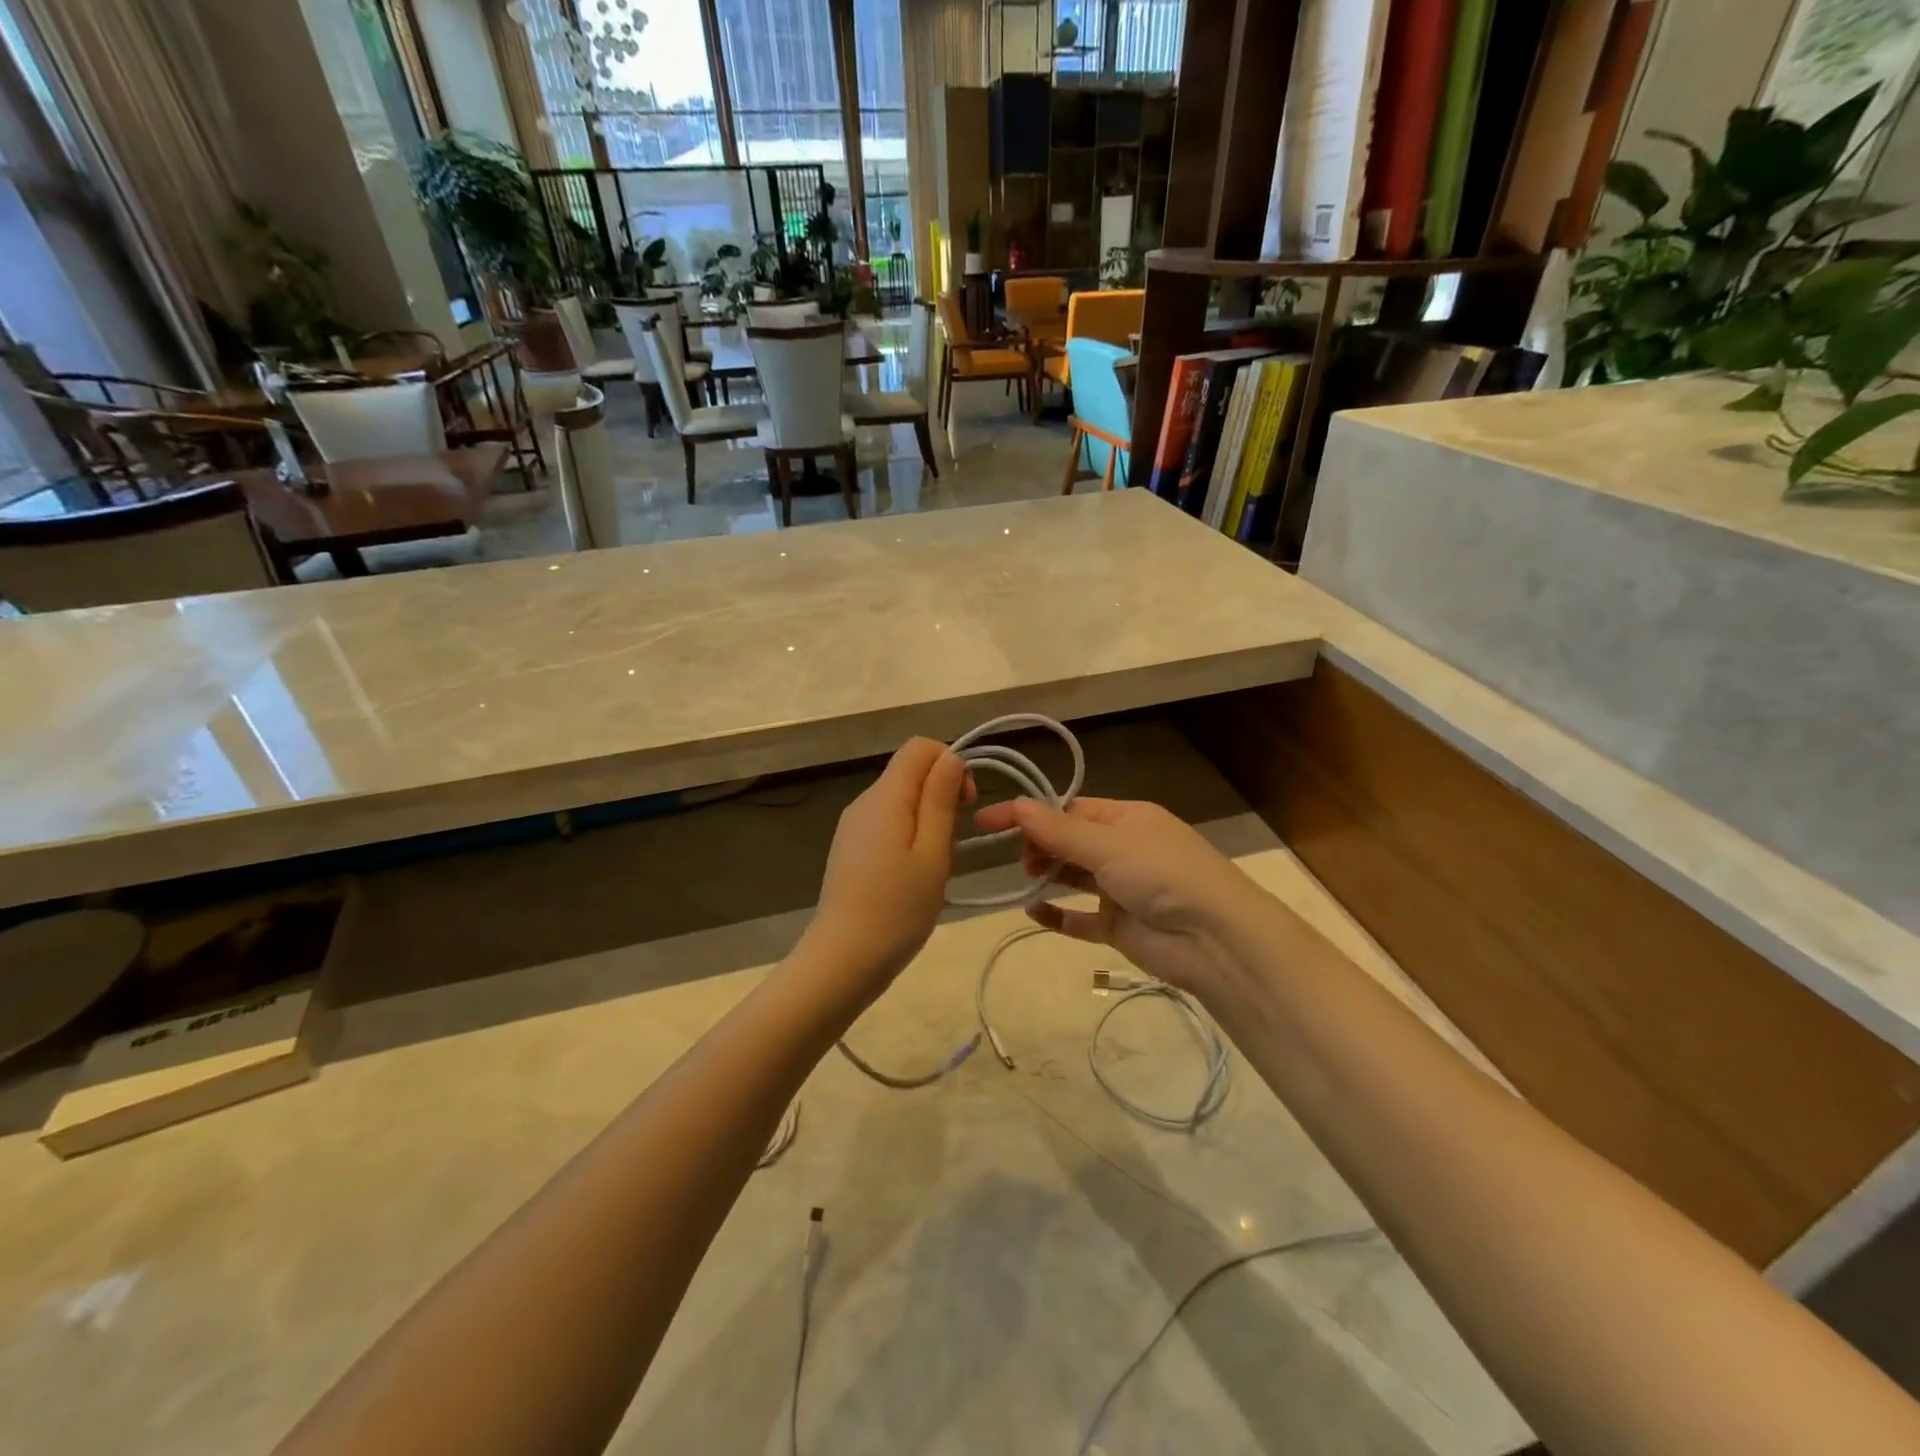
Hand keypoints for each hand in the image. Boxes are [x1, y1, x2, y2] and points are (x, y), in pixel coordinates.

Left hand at [795, 738, 973, 1002]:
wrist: (842, 961)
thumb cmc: (896, 909)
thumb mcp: (932, 853)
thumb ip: (940, 800)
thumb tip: (951, 756)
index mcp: (885, 797)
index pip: (919, 747)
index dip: (951, 764)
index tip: (967, 804)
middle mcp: (864, 802)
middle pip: (910, 773)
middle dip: (941, 795)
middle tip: (953, 844)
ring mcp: (853, 827)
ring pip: (900, 801)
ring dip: (928, 820)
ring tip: (935, 866)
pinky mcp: (850, 849)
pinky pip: (887, 824)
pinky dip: (909, 837)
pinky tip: (914, 876)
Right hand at [969, 796, 1280, 1001]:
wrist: (1214, 939)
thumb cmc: (1162, 874)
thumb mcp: (1108, 845)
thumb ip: (1058, 831)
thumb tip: (1016, 804)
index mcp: (1127, 819)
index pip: (1070, 809)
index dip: (1031, 813)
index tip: (989, 820)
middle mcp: (1124, 849)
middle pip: (1070, 841)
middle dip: (1041, 845)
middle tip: (1022, 860)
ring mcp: (1121, 888)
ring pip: (1074, 876)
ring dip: (1048, 874)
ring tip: (1025, 878)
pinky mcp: (1119, 926)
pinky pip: (1080, 918)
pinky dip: (1058, 914)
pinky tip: (1033, 911)